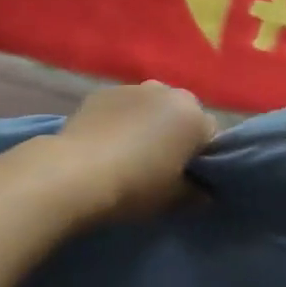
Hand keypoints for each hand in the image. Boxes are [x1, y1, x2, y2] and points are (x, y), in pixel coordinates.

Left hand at [53, 81, 216, 223]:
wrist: (74, 173)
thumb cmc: (134, 187)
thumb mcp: (172, 199)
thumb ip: (195, 193)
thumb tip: (204, 192)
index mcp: (193, 117)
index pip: (210, 135)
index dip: (201, 156)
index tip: (187, 175)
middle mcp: (168, 92)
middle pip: (182, 113)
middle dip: (176, 132)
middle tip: (160, 162)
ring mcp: (133, 88)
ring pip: (152, 105)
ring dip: (149, 121)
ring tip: (130, 150)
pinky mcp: (103, 91)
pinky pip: (123, 105)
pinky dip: (121, 117)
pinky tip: (107, 141)